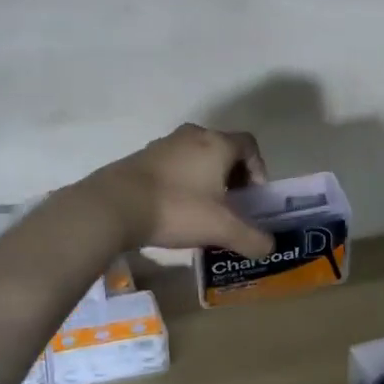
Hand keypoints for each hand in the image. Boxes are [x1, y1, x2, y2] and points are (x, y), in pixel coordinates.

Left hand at [78, 124, 274, 255]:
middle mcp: (192, 135)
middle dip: (233, 176)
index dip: (258, 169)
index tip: (253, 197)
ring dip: (206, 179)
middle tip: (232, 205)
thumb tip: (269, 247)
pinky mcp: (142, 157)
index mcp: (216, 143)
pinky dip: (183, 181)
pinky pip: (174, 165)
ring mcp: (164, 144)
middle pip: (223, 149)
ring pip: (197, 157)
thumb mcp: (221, 228)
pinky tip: (175, 209)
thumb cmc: (176, 209)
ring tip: (204, 210)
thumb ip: (251, 238)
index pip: (249, 145)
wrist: (114, 205)